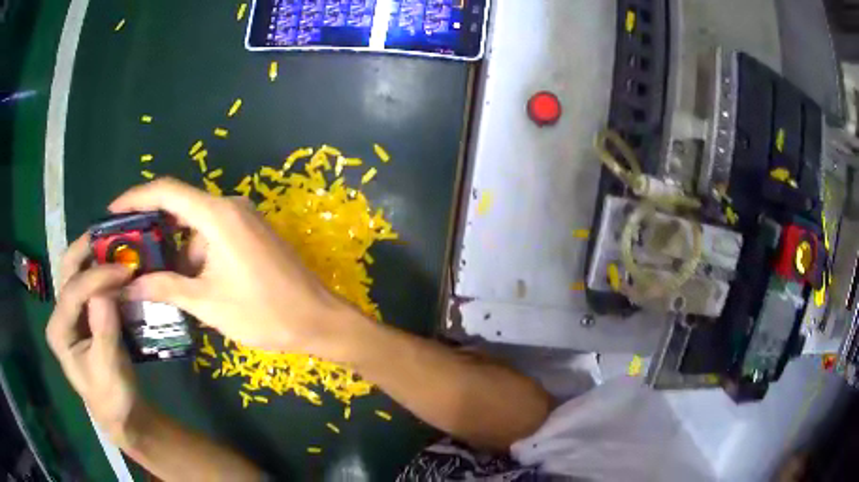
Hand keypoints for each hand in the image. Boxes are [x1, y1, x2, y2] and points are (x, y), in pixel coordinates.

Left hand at [45, 233, 141, 444]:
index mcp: (59, 330)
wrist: (121, 412)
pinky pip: (91, 281)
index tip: (125, 269)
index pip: (72, 292)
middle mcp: (60, 314)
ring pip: (78, 270)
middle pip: (68, 269)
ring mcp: (72, 311)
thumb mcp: (109, 369)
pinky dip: (104, 269)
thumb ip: (104, 331)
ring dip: (97, 255)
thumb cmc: (112, 397)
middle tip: (114, 237)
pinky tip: (119, 266)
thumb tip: (104, 292)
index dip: (96, 277)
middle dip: (88, 249)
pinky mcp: (85, 312)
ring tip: (119, 247)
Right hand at [110, 178, 363, 355]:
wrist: (318, 321)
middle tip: (132, 257)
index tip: (113, 212)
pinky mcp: (253, 233)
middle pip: (180, 209)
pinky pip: (214, 235)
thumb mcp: (207, 303)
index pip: (166, 192)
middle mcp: (230, 207)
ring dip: (177, 253)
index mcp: (217, 215)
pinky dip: (197, 255)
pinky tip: (192, 284)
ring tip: (161, 284)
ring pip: (196, 228)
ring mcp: (245, 218)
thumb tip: (129, 286)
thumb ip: (166, 288)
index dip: (136, 197)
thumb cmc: (263, 313)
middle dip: (154, 233)